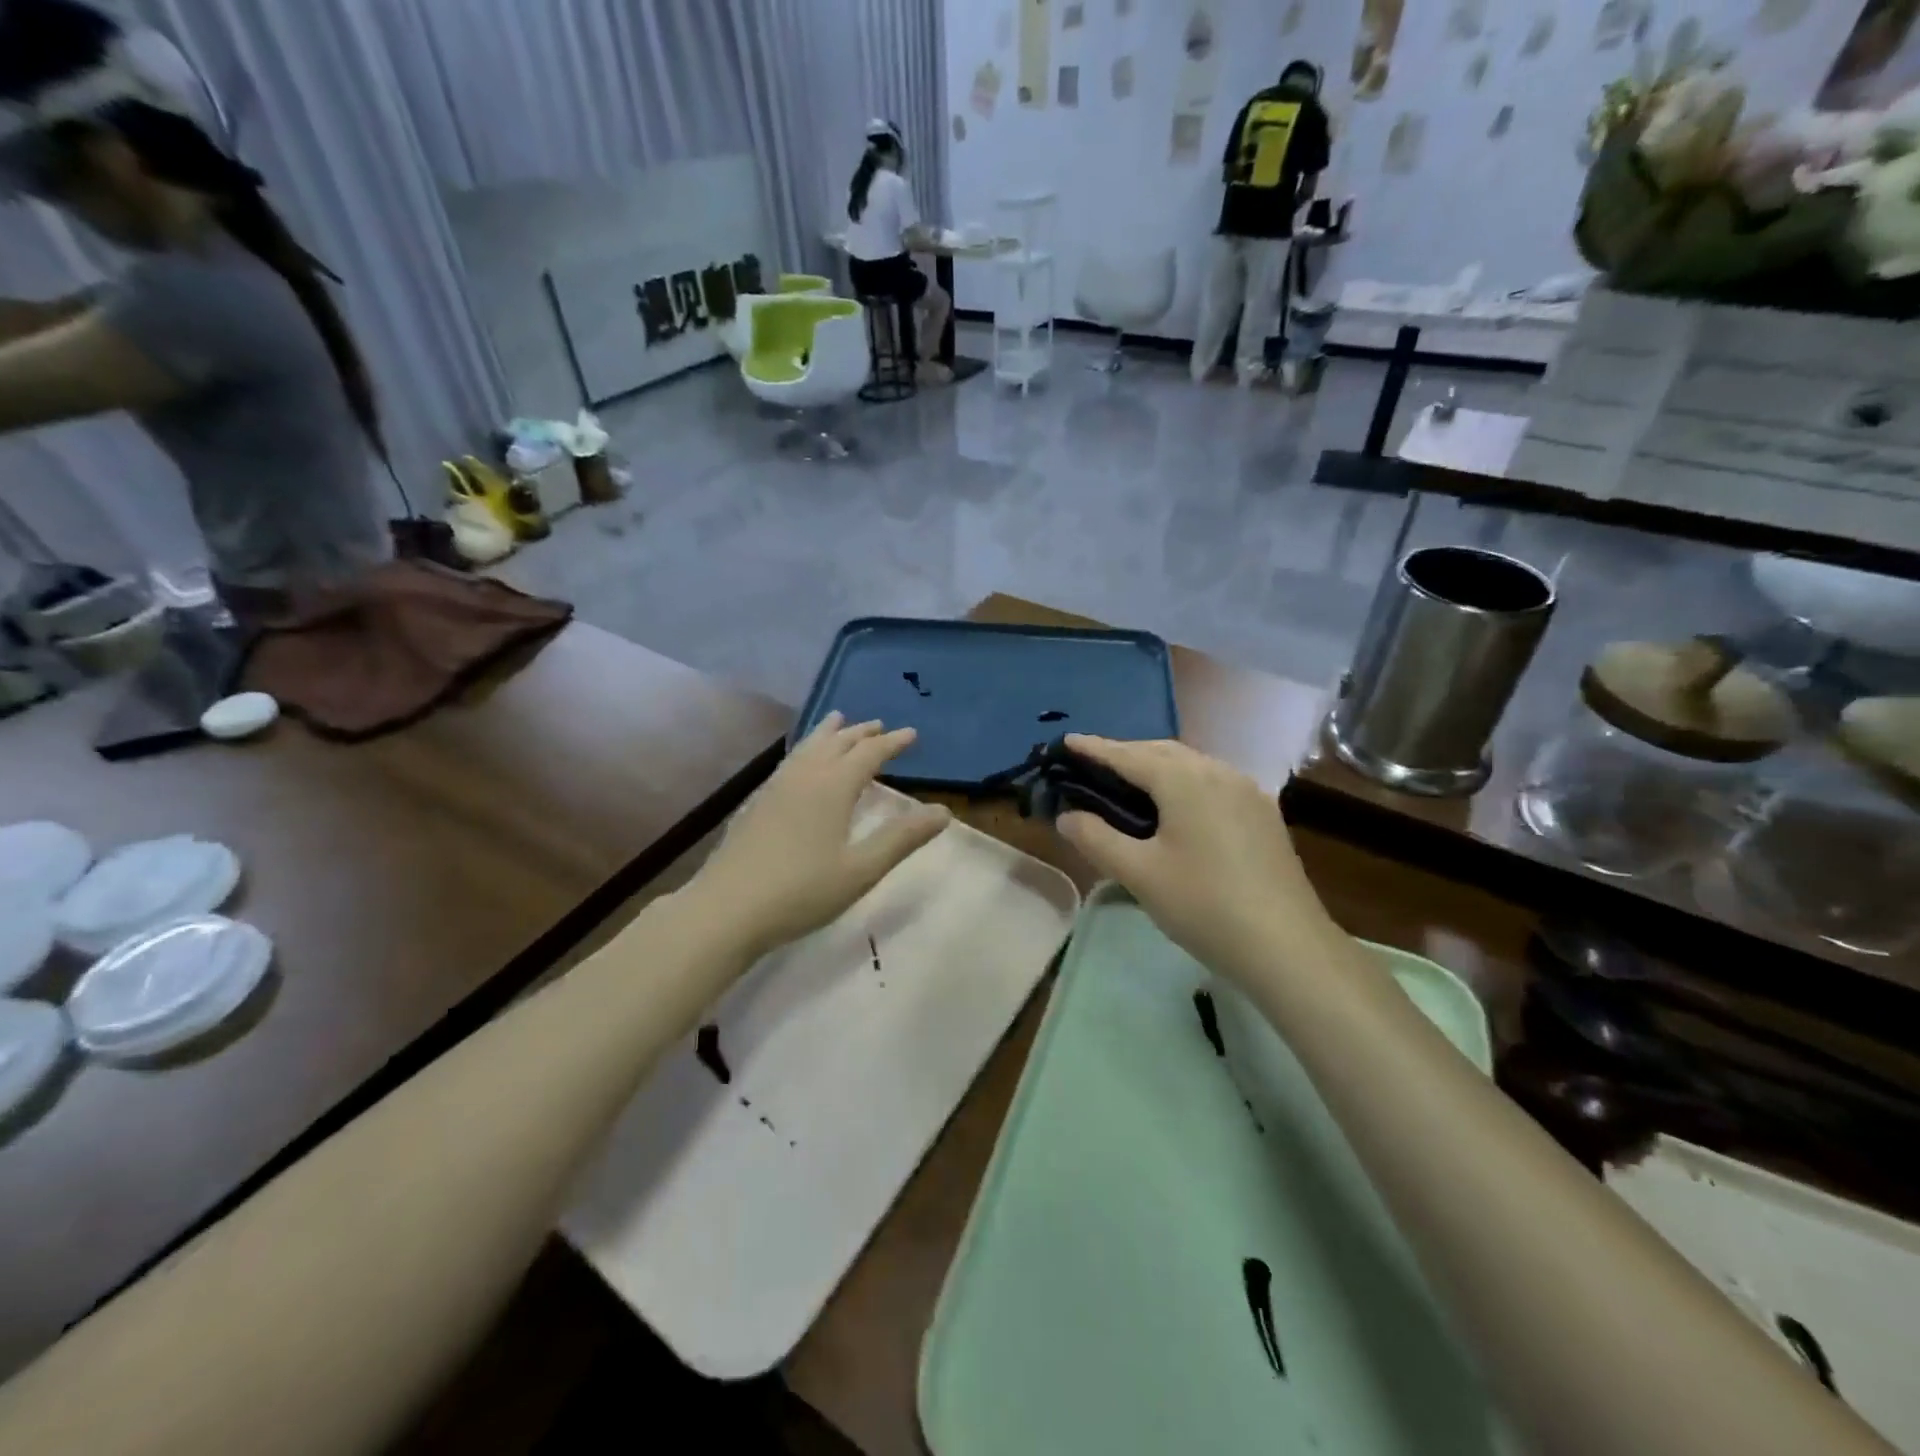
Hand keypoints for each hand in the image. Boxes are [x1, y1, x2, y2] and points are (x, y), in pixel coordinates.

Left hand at [693, 714, 950, 958]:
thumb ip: (901, 838)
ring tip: (837, 721)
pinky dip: (805, 749)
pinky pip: (789, 761)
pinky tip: (800, 763)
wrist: (726, 909)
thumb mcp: (861, 870)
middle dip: (860, 732)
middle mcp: (804, 777)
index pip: (868, 753)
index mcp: (833, 787)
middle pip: (836, 743)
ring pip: (807, 747)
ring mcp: (775, 788)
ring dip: (828, 733)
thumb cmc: (801, 891)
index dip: (892, 743)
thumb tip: (943, 811)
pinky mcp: (757, 803)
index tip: (911, 734)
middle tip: (879, 725)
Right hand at [1054, 736, 1334, 981]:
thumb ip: (1096, 838)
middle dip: (1125, 753)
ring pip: (1191, 765)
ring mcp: (1247, 791)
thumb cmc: (1204, 905)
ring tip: (1128, 782)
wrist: (1288, 947)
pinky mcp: (1263, 815)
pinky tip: (1175, 806)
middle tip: (1091, 764)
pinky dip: (1182, 782)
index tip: (1066, 741)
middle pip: (1162, 751)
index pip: (1128, 755)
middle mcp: (1218, 772)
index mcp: (1185, 779)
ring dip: (1156, 766)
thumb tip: (1067, 815)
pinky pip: (1211, 783)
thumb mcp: (1139, 873)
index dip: (1094, 748)